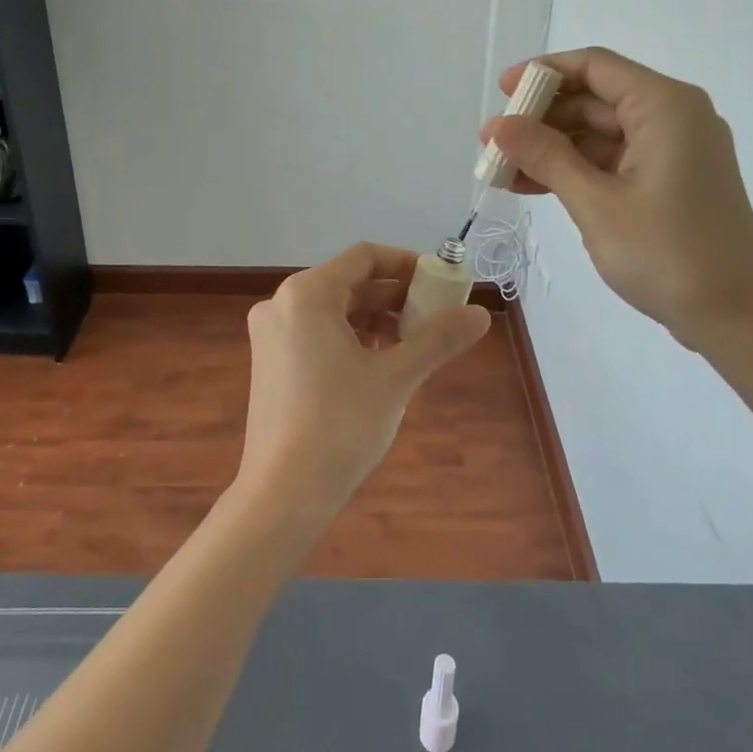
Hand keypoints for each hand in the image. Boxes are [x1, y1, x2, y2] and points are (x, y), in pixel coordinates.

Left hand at [235, 243, 490, 530]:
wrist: (283, 494)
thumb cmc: (340, 426)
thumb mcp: (396, 378)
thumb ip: (438, 339)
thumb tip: (481, 314)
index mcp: (307, 294)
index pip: (364, 257)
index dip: (407, 264)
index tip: (441, 283)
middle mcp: (281, 304)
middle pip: (349, 283)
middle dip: (396, 297)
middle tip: (437, 316)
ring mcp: (271, 335)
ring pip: (334, 310)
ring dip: (376, 319)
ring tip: (415, 343)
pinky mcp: (271, 363)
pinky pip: (318, 333)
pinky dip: (352, 339)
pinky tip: (381, 363)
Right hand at [482, 47, 752, 351]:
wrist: (736, 317)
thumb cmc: (666, 253)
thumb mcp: (596, 203)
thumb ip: (546, 157)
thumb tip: (498, 125)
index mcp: (665, 107)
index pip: (595, 67)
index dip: (544, 73)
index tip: (502, 92)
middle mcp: (674, 118)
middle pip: (596, 99)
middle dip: (542, 119)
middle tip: (492, 143)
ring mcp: (674, 151)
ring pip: (600, 134)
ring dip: (552, 149)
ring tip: (502, 170)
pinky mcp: (670, 181)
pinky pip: (613, 161)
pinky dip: (575, 171)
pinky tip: (531, 187)